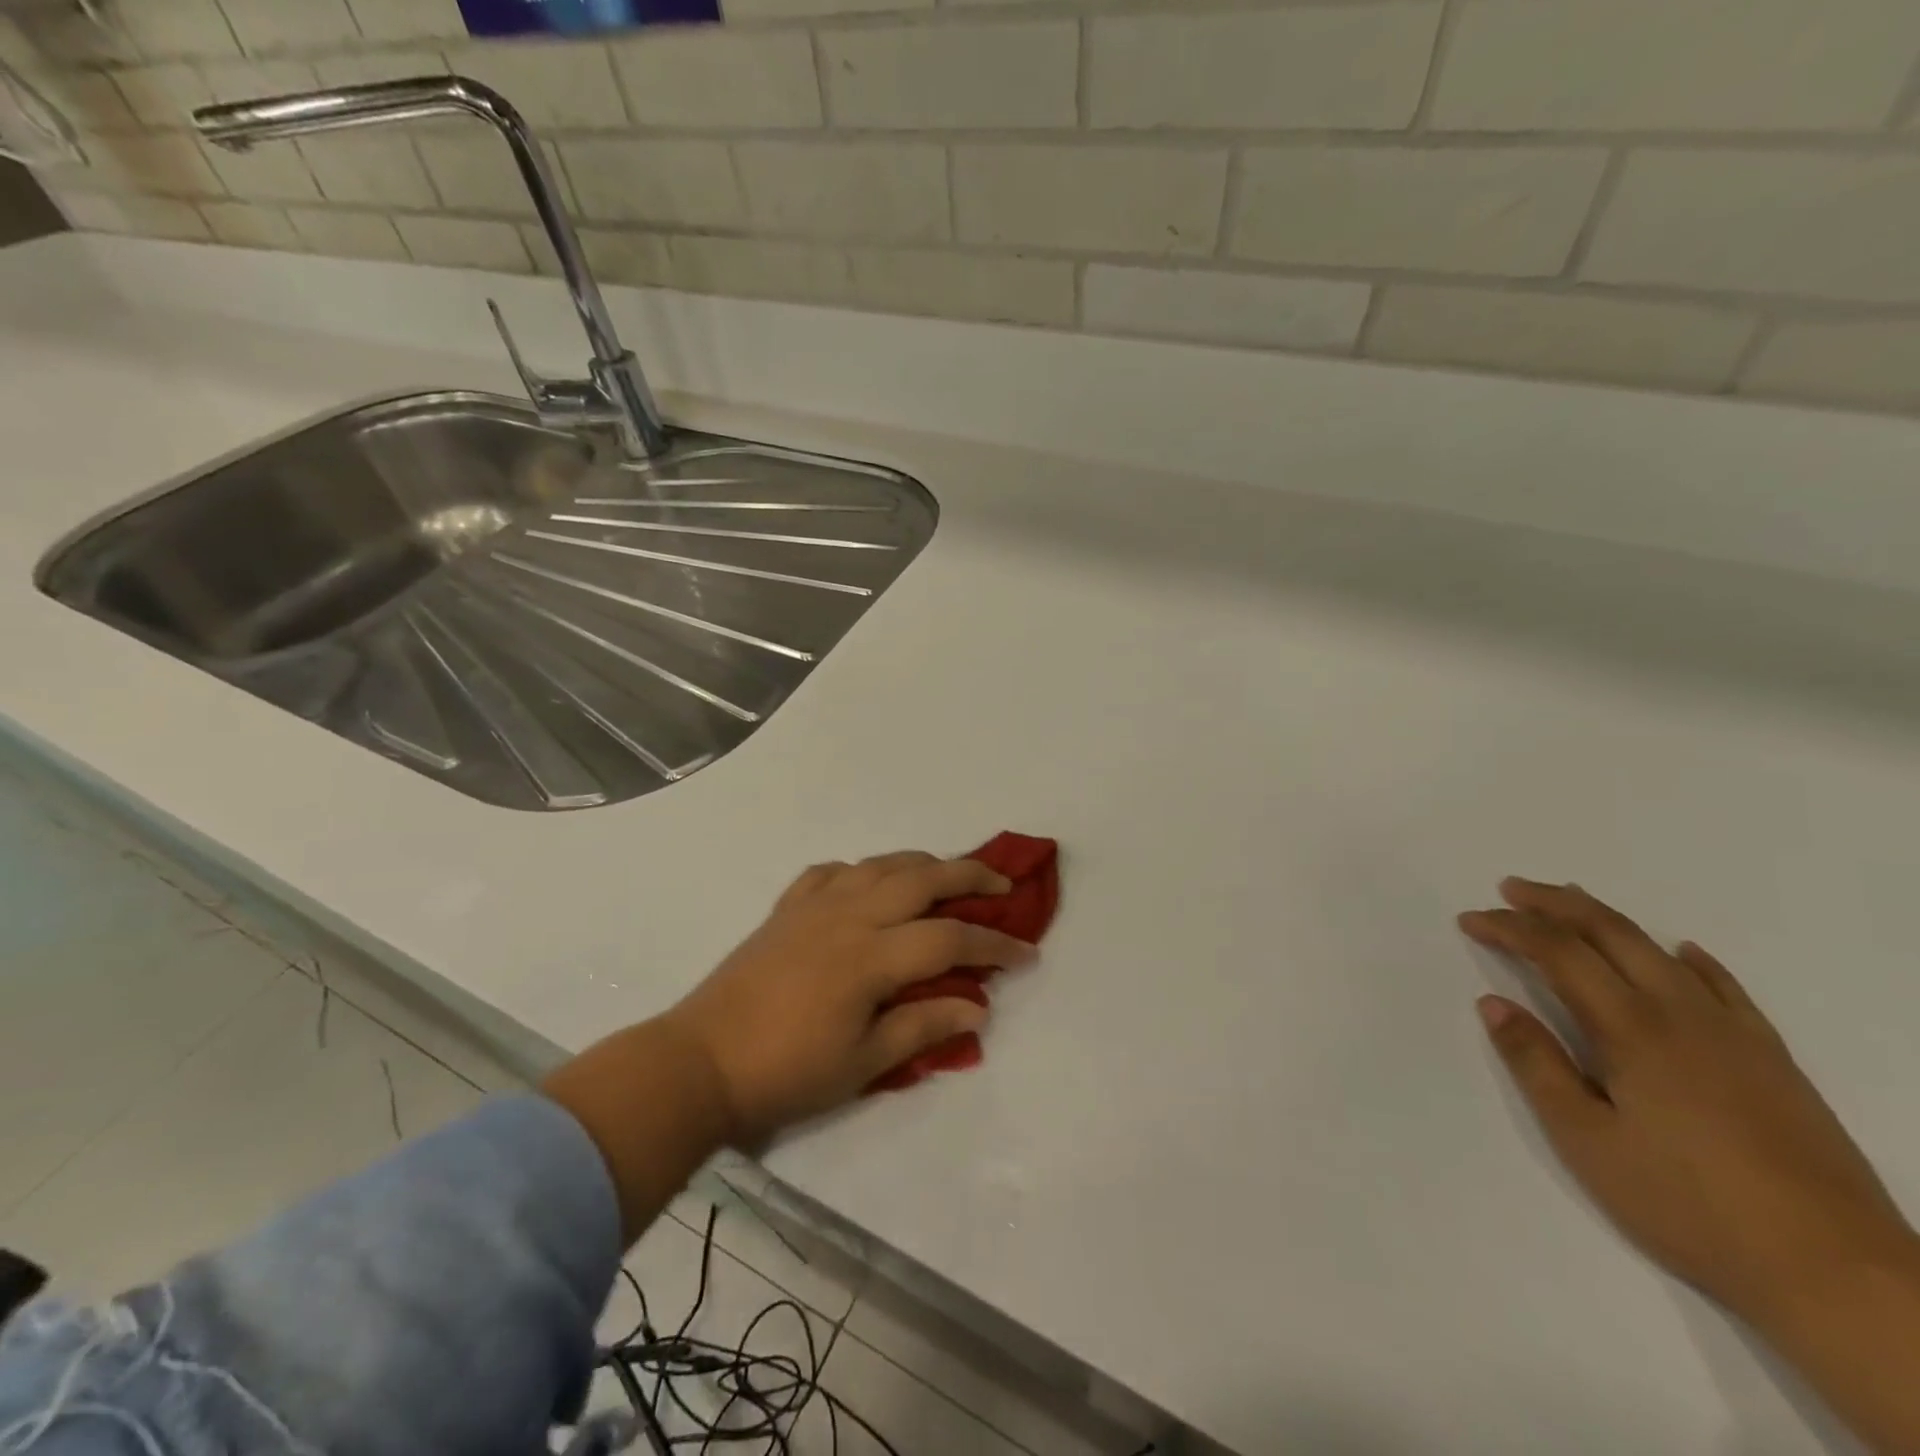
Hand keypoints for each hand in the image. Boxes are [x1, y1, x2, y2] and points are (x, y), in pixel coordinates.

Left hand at [665, 852, 1035, 1144]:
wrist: (700, 1061)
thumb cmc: (787, 1072)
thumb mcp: (863, 1063)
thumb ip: (924, 1026)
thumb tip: (978, 1007)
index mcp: (871, 956)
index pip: (950, 938)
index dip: (994, 945)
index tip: (1026, 954)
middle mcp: (849, 915)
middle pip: (922, 878)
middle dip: (970, 876)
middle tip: (1002, 885)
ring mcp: (815, 904)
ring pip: (881, 864)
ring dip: (921, 864)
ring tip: (945, 877)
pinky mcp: (787, 906)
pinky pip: (832, 871)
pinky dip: (861, 871)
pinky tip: (868, 885)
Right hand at [1460, 879, 1915, 1324]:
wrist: (1838, 1274)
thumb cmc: (1688, 1204)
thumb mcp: (1586, 1140)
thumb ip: (1536, 1064)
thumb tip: (1492, 1003)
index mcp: (1632, 1030)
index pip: (1558, 953)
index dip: (1509, 928)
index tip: (1470, 919)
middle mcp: (1682, 1014)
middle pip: (1610, 934)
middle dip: (1553, 904)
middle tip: (1508, 889)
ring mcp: (1735, 1034)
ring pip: (1660, 951)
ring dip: (1607, 919)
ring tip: (1570, 901)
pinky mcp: (1773, 1059)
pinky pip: (1726, 987)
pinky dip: (1691, 959)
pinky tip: (1681, 952)